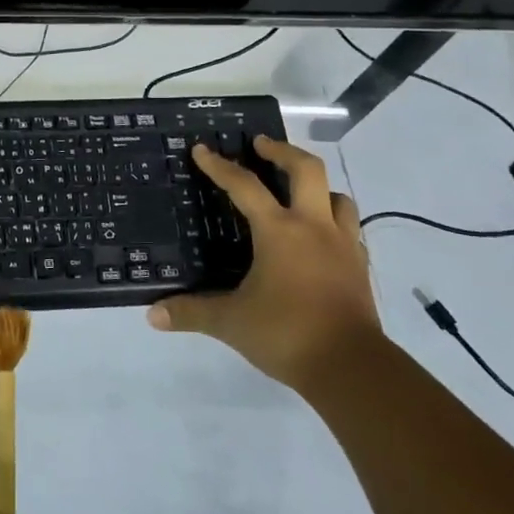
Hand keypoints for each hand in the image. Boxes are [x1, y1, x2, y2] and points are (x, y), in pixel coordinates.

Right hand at [147, 136, 378, 387]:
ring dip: (317, 186)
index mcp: (279, 231)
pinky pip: (350, 229)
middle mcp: (314, 227)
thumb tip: (153, 315)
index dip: (220, 166)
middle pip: (307, 169)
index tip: (202, 149)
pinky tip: (322, 237)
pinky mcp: (360, 266)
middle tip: (261, 145)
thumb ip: (192, 312)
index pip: (244, 186)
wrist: (352, 368)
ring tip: (298, 190)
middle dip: (283, 151)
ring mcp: (343, 245)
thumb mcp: (231, 322)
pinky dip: (334, 221)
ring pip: (338, 196)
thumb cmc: (287, 333)